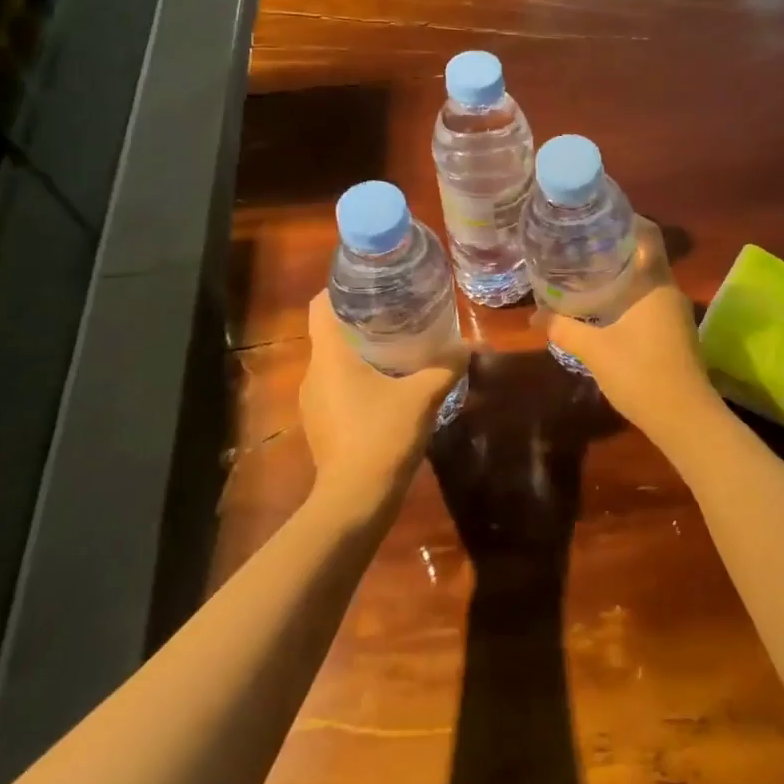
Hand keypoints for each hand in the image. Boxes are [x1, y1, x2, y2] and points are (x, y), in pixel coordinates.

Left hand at [300, 290, 465, 508]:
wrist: (354, 501)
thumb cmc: (382, 436)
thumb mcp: (423, 396)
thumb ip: (446, 366)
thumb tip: (470, 345)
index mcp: (330, 357)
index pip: (321, 305)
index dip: (341, 287)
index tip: (372, 281)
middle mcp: (313, 374)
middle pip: (330, 332)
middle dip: (361, 318)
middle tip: (396, 310)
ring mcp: (313, 402)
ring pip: (333, 361)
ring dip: (359, 350)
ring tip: (396, 344)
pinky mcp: (320, 424)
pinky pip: (336, 387)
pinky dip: (357, 377)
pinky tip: (387, 385)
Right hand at [545, 219, 722, 442]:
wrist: (685, 418)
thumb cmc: (640, 373)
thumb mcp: (594, 349)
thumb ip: (563, 328)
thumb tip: (534, 316)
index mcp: (655, 283)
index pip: (649, 235)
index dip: (627, 220)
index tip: (600, 217)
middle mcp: (670, 291)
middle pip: (646, 256)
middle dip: (617, 249)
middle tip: (582, 245)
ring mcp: (677, 313)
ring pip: (649, 281)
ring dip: (624, 275)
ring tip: (589, 273)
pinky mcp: (677, 333)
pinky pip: (652, 301)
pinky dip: (631, 297)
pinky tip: (607, 308)